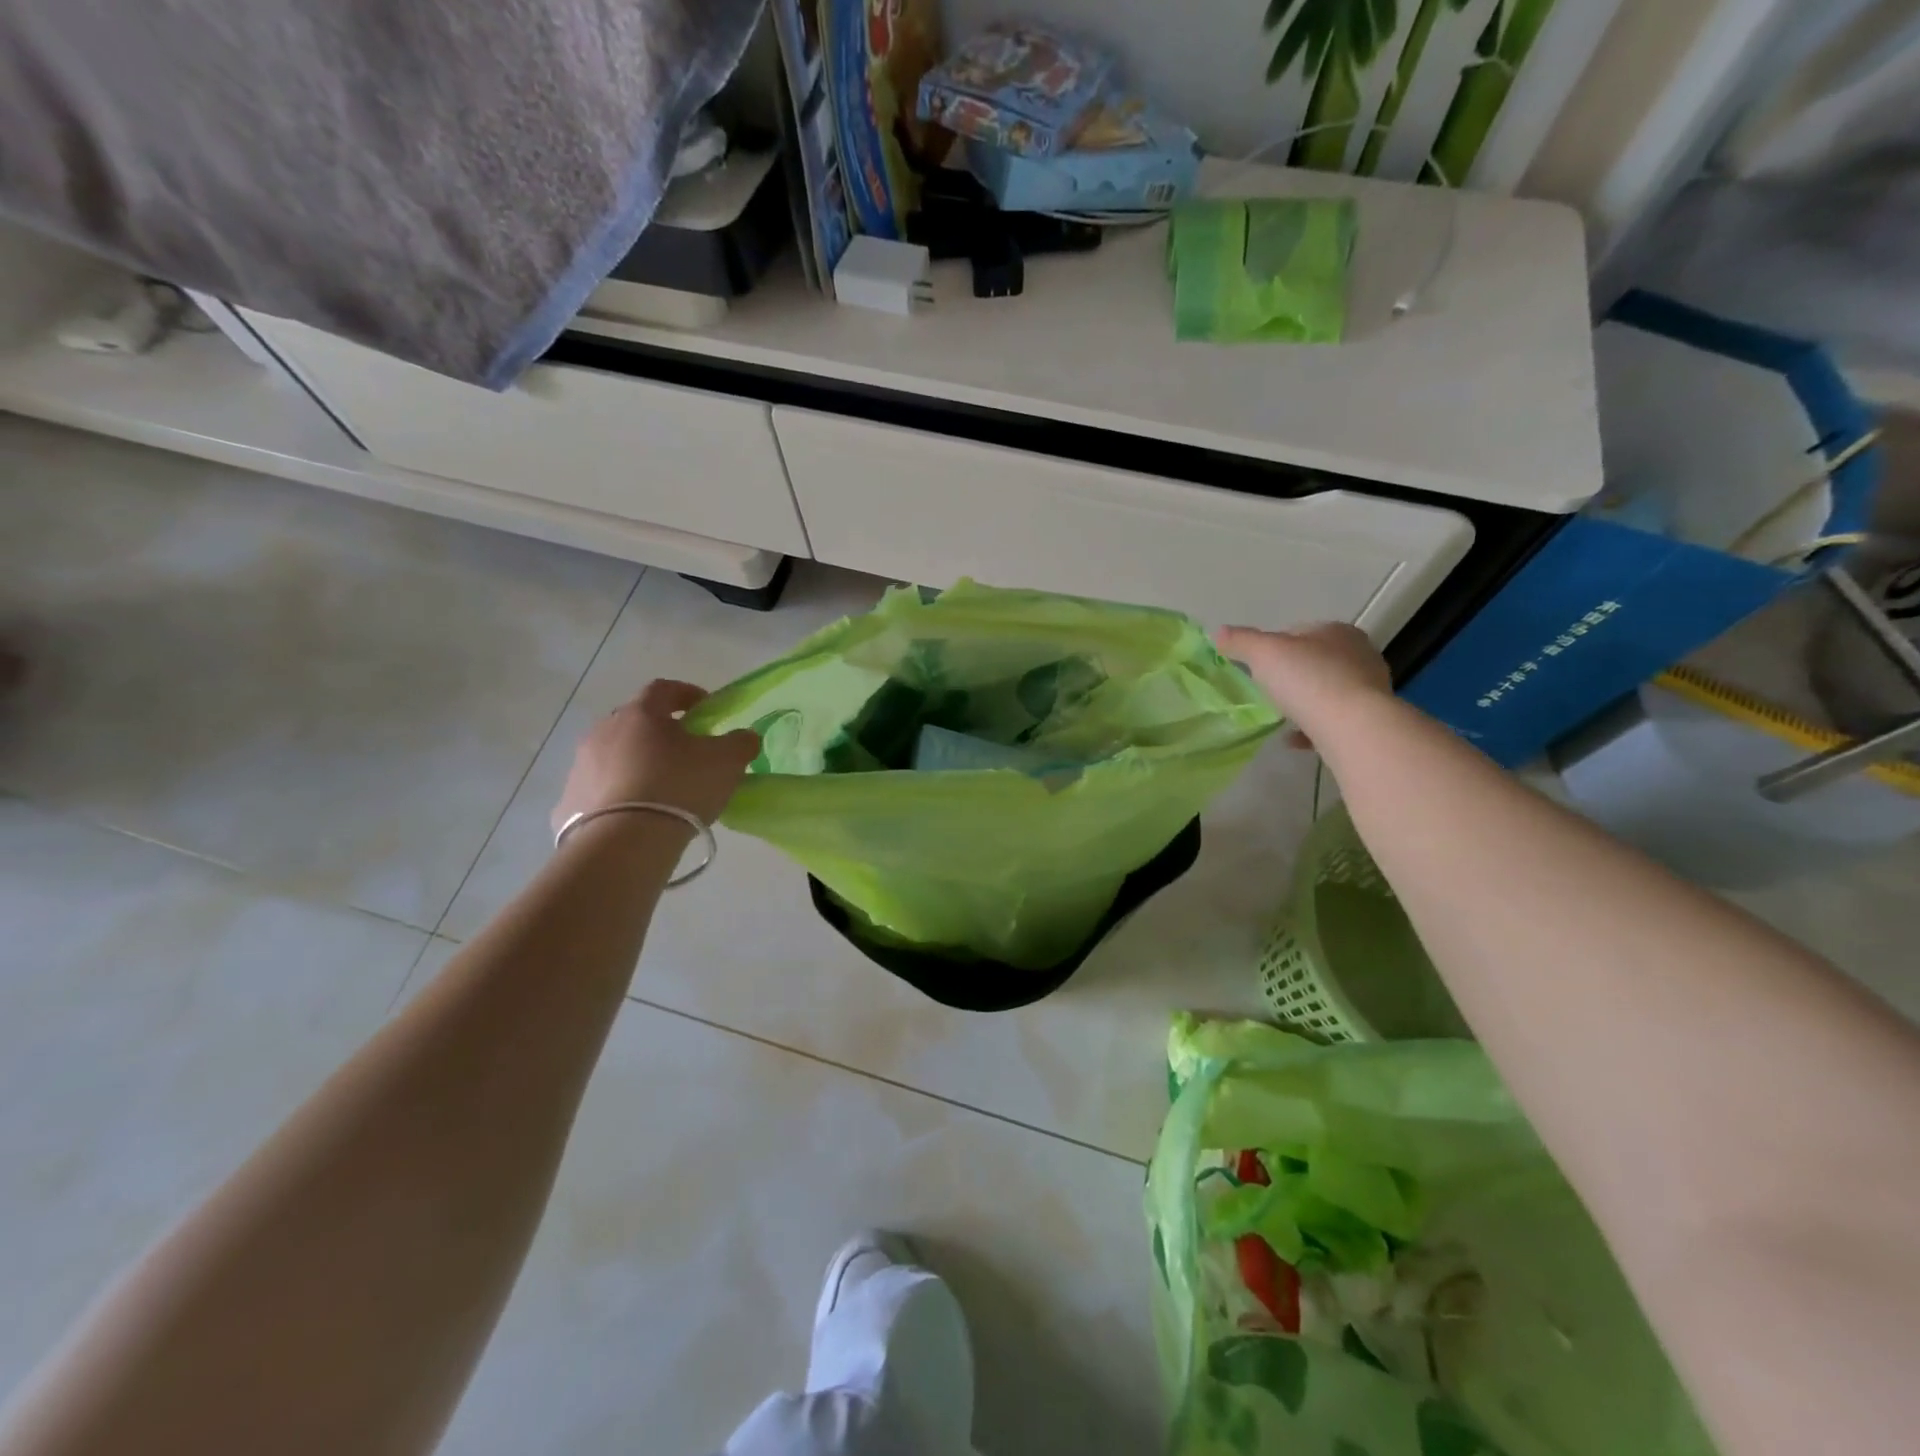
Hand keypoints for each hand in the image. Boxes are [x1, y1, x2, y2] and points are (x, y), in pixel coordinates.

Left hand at [551, 680, 758, 832]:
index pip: (663, 689)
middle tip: (683, 750)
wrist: (623, 842)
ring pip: (613, 755)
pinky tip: (634, 814)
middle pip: (634, 721)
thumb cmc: (679, 787)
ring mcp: (581, 766)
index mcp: (641, 714)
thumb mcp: (727, 761)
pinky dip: (616, 794)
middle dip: (658, 730)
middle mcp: (604, 731)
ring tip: (658, 787)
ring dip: (635, 762)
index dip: (686, 693)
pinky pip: (598, 789)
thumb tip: (743, 737)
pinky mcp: (569, 802)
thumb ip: (740, 742)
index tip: (705, 708)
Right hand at [1215, 623, 1391, 748]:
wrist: (1352, 727)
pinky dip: (1312, 727)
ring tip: (1280, 716)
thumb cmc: (1308, 680)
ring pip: (1326, 691)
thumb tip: (1218, 633)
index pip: (1299, 632)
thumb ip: (1240, 641)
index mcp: (1337, 631)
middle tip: (1267, 690)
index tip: (1257, 666)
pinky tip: (1294, 739)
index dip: (1274, 647)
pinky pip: (1333, 719)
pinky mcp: (1369, 719)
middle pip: (1315, 661)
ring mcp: (1368, 688)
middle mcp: (1359, 655)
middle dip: (1291, 674)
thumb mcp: (1264, 654)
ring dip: (1304, 702)